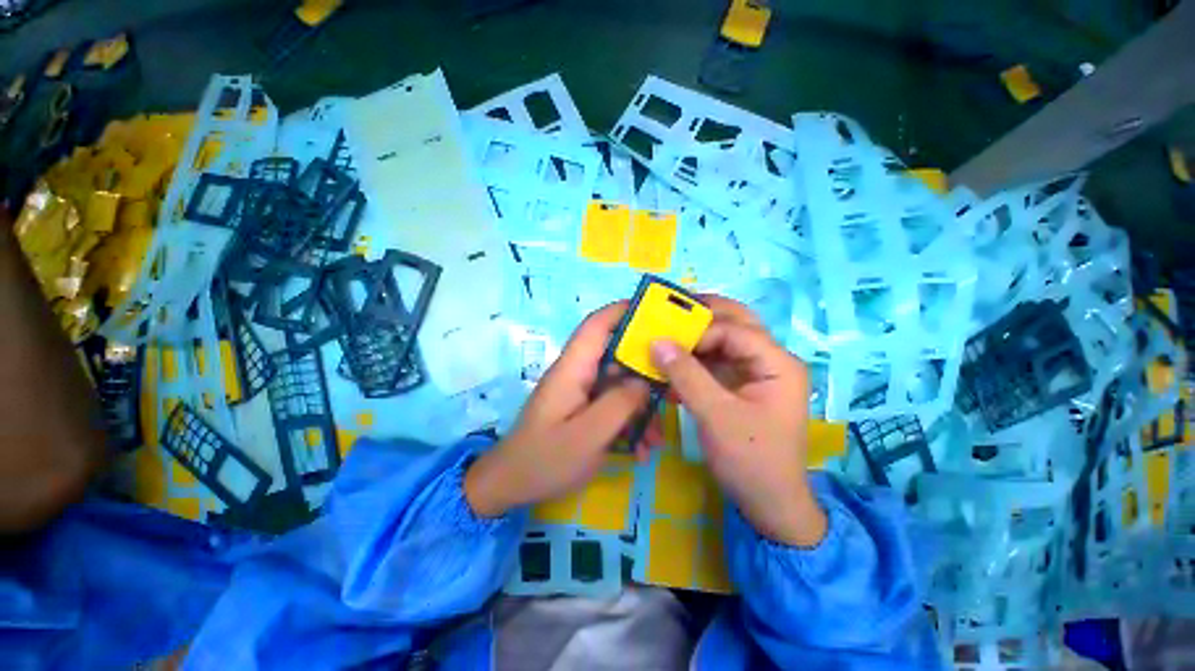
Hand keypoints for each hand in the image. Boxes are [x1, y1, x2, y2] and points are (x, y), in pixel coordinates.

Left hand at [465, 303, 651, 517]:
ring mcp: (580, 392)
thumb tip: (645, 382)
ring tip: (656, 437)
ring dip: (641, 406)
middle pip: (616, 355)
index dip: (623, 312)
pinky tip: (640, 448)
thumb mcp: (589, 435)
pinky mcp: (583, 408)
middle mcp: (577, 373)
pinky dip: (629, 421)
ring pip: (619, 384)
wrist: (512, 485)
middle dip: (646, 370)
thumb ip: (620, 404)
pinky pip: (612, 404)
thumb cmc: (546, 459)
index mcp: (572, 369)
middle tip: (674, 387)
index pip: (596, 326)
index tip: (657, 314)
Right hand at [651, 296, 826, 546]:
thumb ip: (686, 375)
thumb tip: (656, 341)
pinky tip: (673, 366)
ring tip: (666, 336)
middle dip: (702, 316)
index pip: (734, 330)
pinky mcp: (741, 384)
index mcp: (777, 363)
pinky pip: (716, 361)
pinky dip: (694, 360)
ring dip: (695, 338)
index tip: (665, 340)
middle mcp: (770, 360)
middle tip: (668, 314)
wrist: (769, 504)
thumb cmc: (750, 460)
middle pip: (735, 323)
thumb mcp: (716, 415)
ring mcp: (755, 372)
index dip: (698, 331)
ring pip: (723, 340)